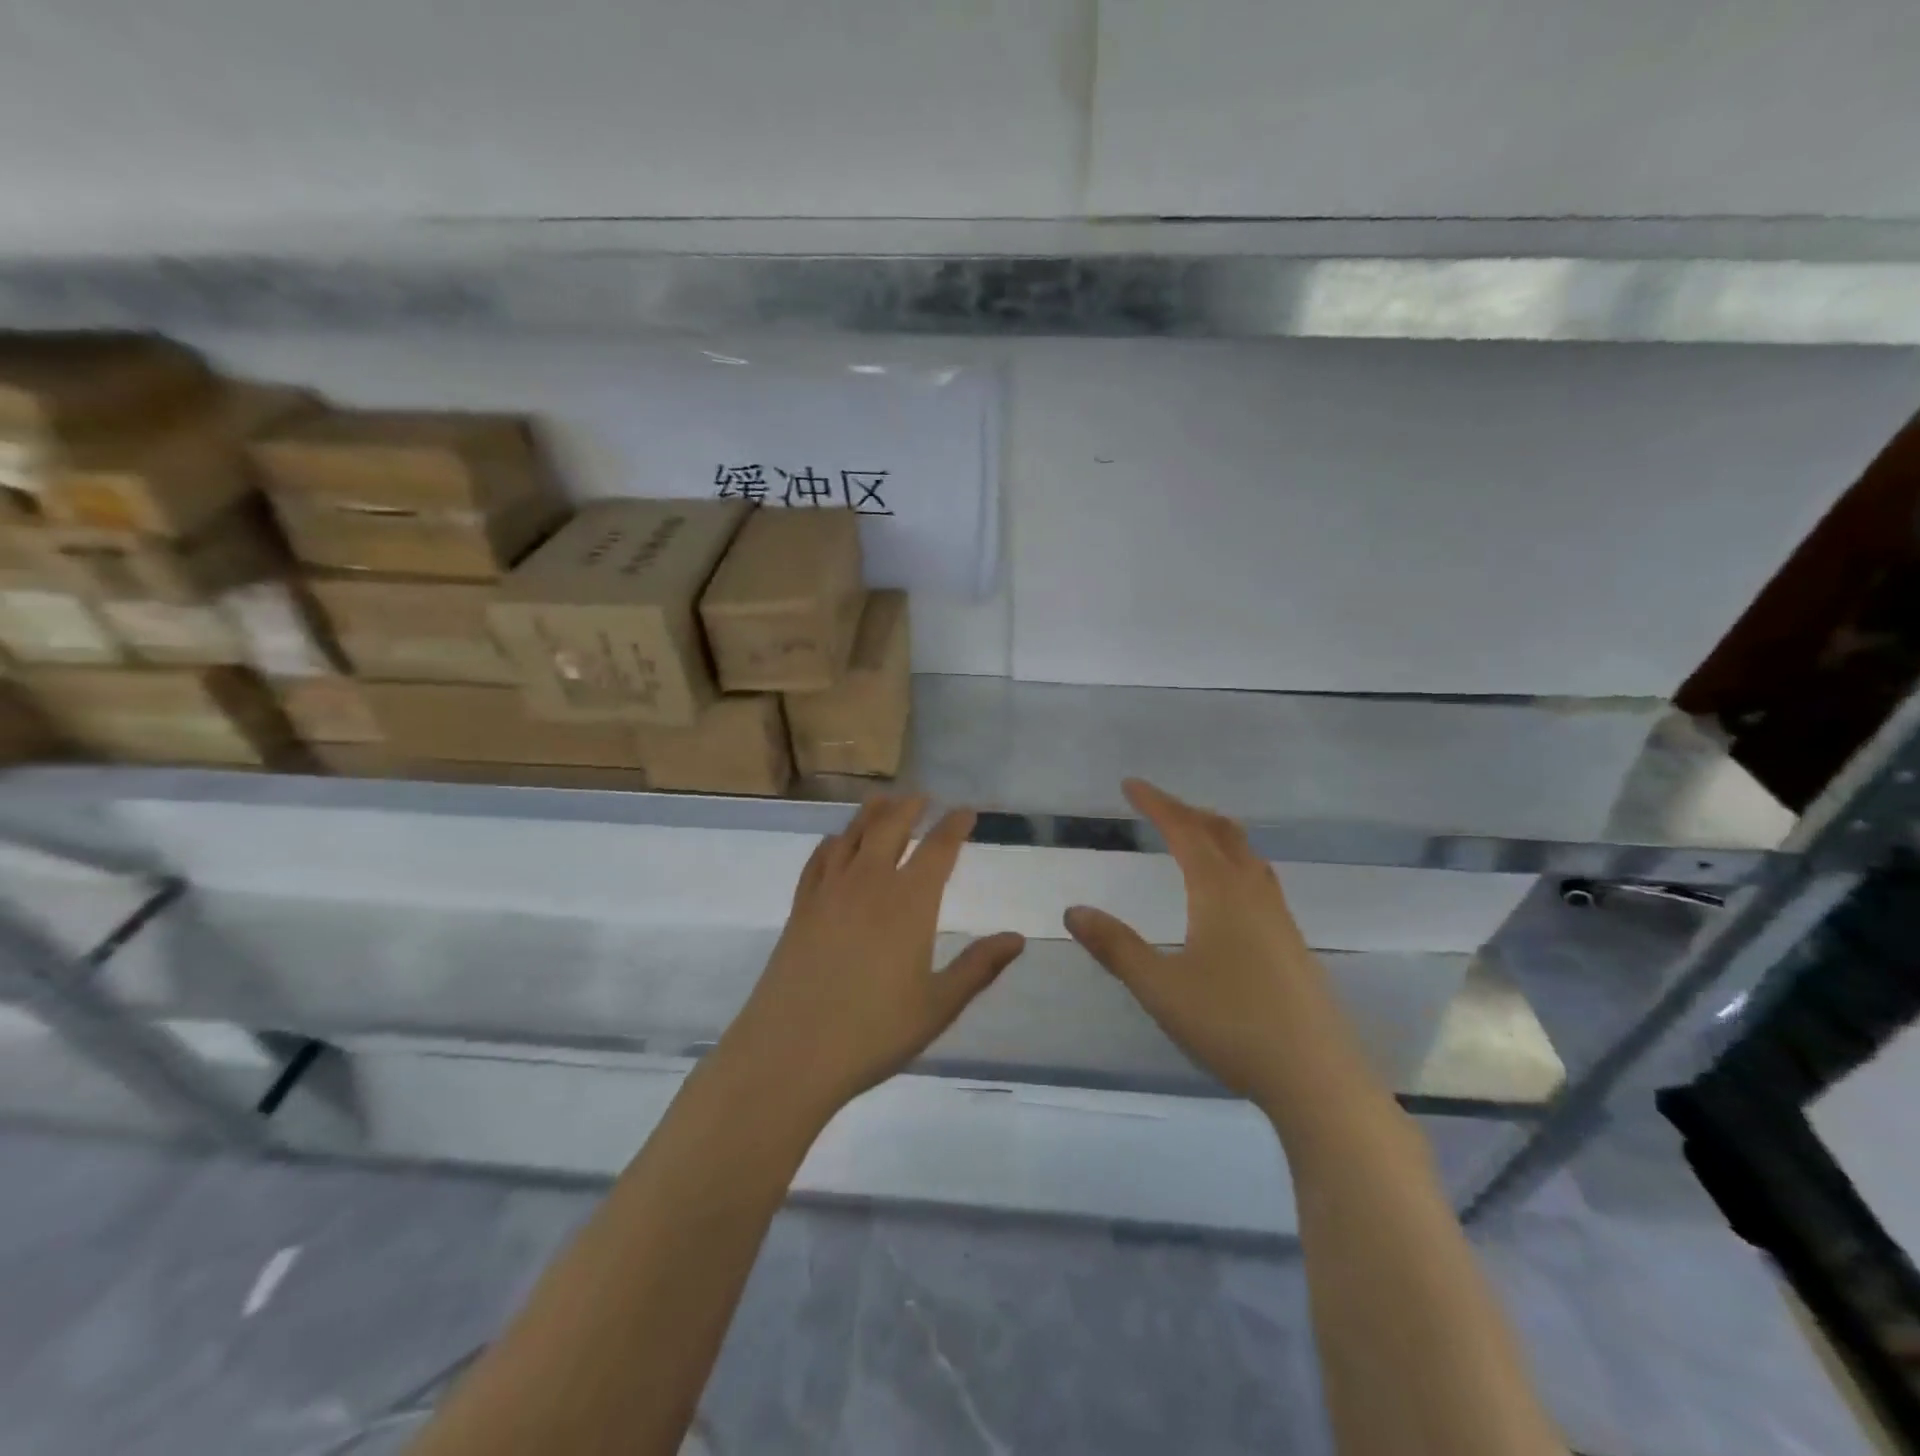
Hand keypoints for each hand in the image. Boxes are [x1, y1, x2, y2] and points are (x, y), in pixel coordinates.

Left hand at [719, 794, 1025, 1116]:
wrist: (790, 1052)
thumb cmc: (873, 1032)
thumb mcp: (938, 1006)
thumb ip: (979, 968)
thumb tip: (1018, 938)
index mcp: (909, 902)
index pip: (938, 849)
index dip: (954, 825)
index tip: (966, 811)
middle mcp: (869, 883)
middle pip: (890, 827)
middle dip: (910, 807)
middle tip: (923, 797)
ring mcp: (829, 892)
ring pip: (852, 835)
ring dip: (871, 813)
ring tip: (883, 802)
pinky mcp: (800, 907)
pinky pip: (818, 859)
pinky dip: (832, 842)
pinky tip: (835, 842)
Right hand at [1064, 779, 1379, 1120]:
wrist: (1316, 1077)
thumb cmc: (1231, 1025)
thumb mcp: (1159, 987)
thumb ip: (1115, 947)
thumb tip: (1074, 911)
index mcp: (1219, 892)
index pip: (1184, 830)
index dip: (1156, 803)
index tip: (1130, 785)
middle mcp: (1253, 893)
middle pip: (1221, 832)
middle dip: (1186, 812)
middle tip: (1157, 805)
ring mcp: (1279, 918)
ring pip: (1247, 854)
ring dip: (1215, 834)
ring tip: (1192, 836)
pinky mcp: (1292, 943)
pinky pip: (1259, 880)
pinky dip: (1234, 862)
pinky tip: (1228, 893)